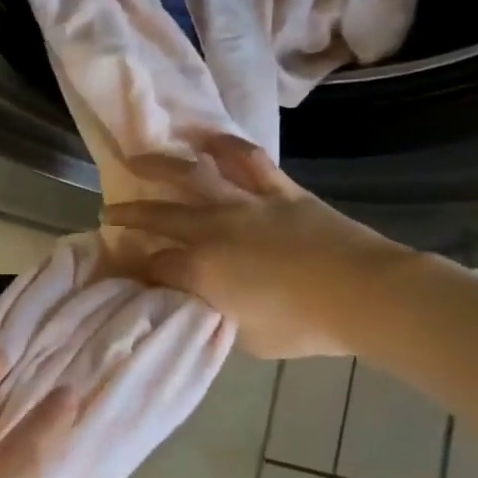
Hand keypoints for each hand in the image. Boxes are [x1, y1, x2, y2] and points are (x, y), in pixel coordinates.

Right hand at [106, 134, 412, 358]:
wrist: (369, 295)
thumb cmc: (305, 326)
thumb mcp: (246, 339)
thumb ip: (212, 317)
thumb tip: (194, 304)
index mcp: (200, 269)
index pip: (154, 266)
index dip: (135, 268)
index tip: (125, 270)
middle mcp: (213, 229)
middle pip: (158, 216)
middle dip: (129, 214)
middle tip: (109, 211)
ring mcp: (245, 204)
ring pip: (192, 177)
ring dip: (159, 167)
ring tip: (137, 159)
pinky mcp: (279, 191)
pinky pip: (248, 161)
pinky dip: (225, 147)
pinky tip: (206, 138)